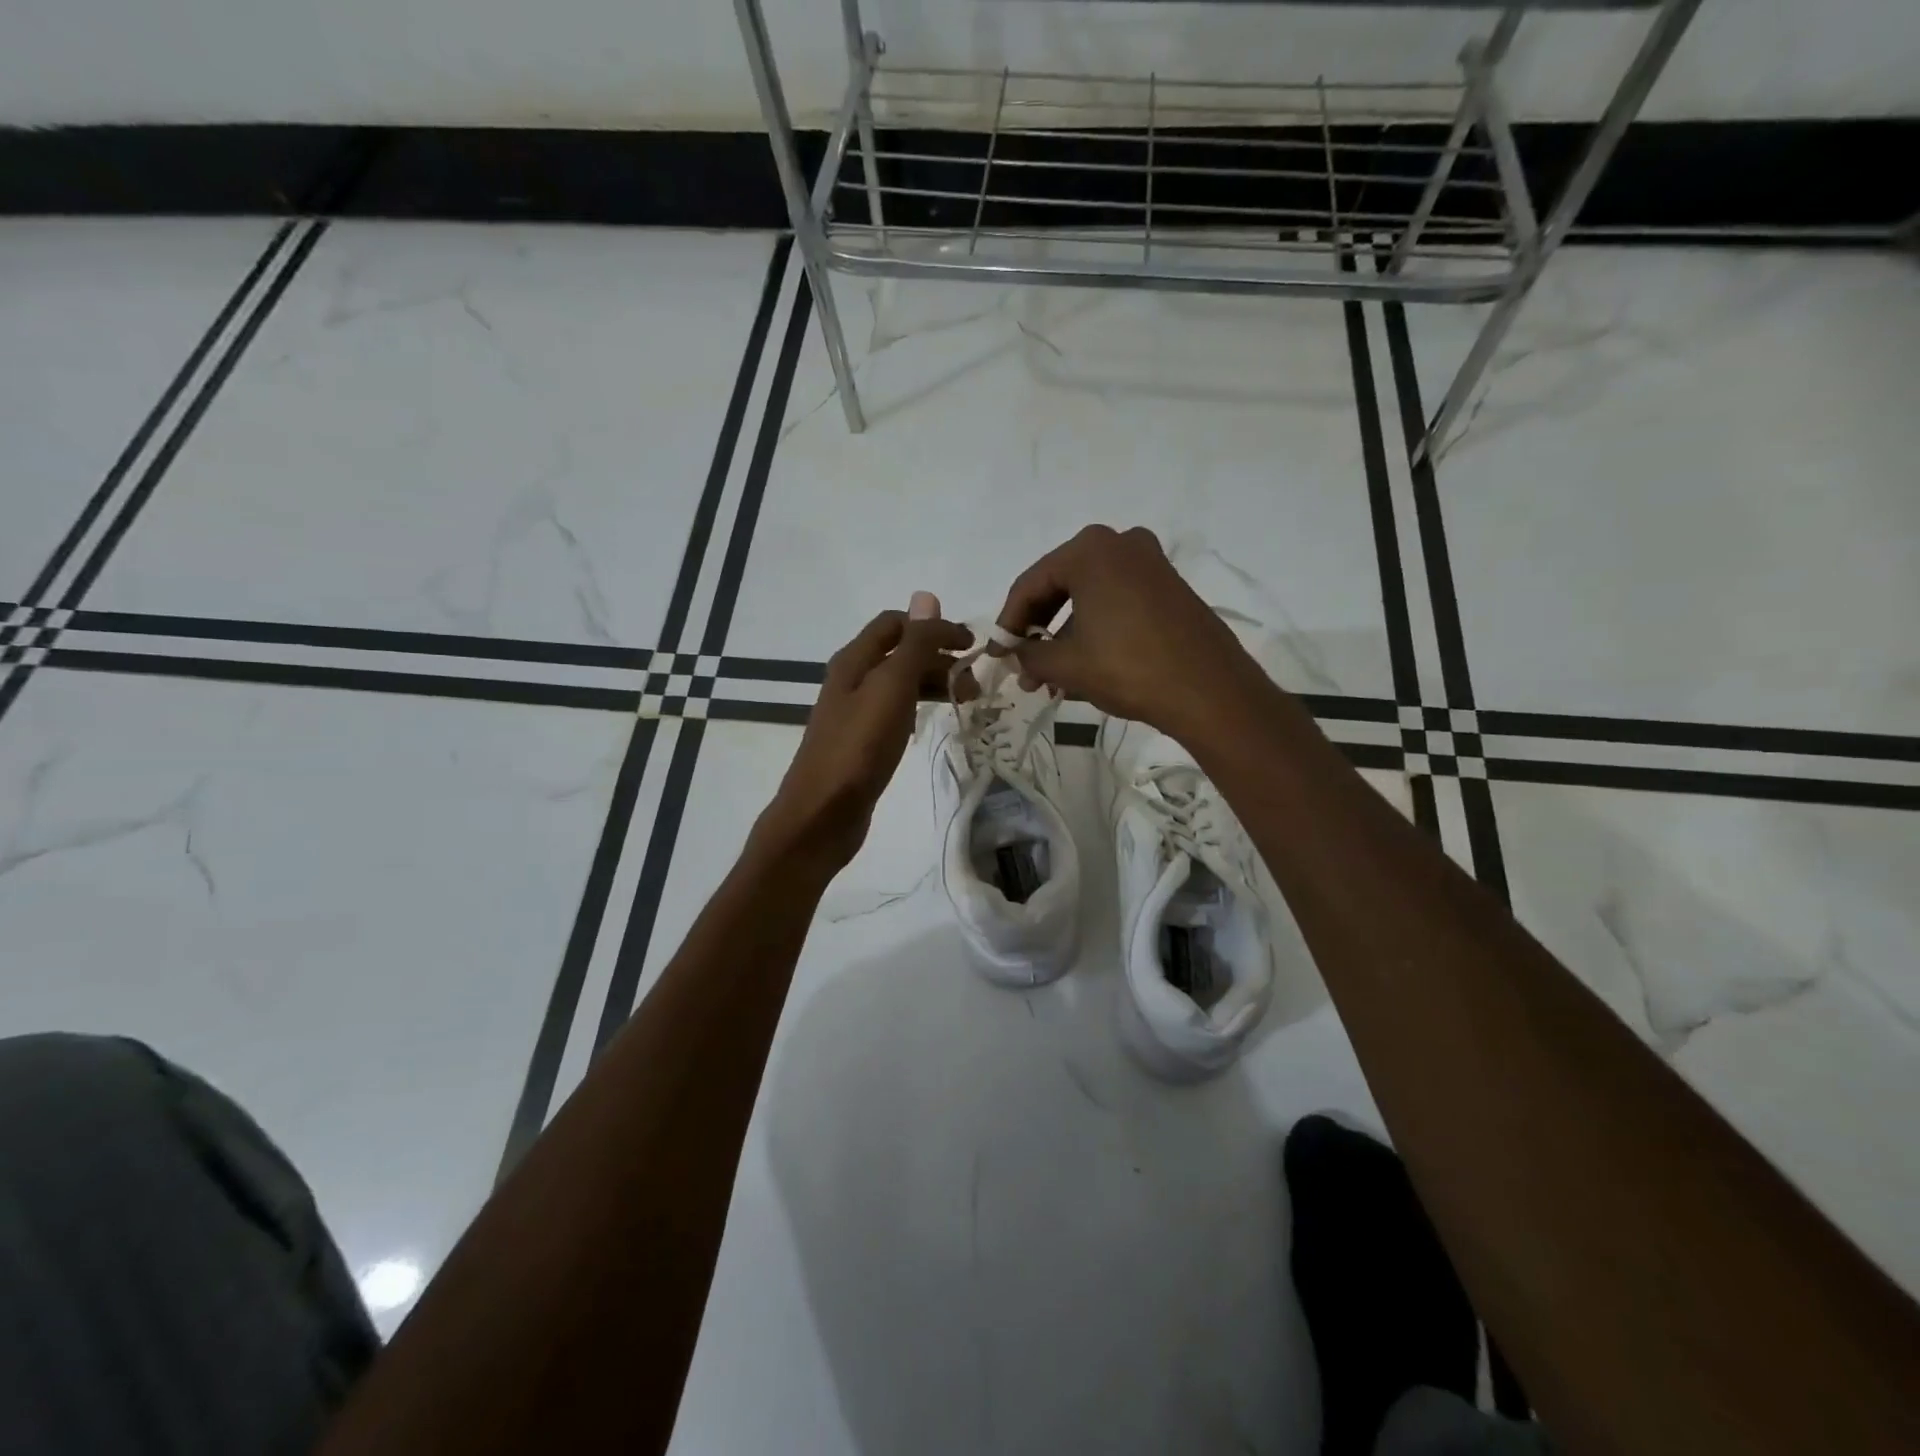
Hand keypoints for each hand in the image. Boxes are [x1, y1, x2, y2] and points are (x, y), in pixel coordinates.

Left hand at [755, 601, 971, 872]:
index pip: (897, 624)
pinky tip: (934, 720)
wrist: (822, 813)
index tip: (972, 647)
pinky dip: (920, 707)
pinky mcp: (862, 741)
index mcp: (854, 660)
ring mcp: (855, 712)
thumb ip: (912, 644)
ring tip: (966, 701)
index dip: (935, 627)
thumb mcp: (891, 688)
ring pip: (900, 683)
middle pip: (900, 652)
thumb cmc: (858, 747)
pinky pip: (896, 711)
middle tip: (975, 683)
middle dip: (939, 658)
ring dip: (933, 682)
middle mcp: (852, 679)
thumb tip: (927, 597)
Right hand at [994, 525, 1272, 743]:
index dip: (1008, 623)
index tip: (997, 653)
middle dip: (1038, 631)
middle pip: (1060, 587)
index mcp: (1090, 550)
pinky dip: (1095, 630)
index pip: (1030, 585)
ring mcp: (1150, 563)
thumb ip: (1029, 654)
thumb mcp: (1067, 665)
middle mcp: (1120, 543)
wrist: (1209, 690)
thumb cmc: (1128, 668)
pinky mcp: (1169, 586)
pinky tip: (1084, 666)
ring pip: (1089, 598)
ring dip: (1065, 636)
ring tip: (1051, 679)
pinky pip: (1116, 602)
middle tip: (1023, 667)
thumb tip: (1014, 655)